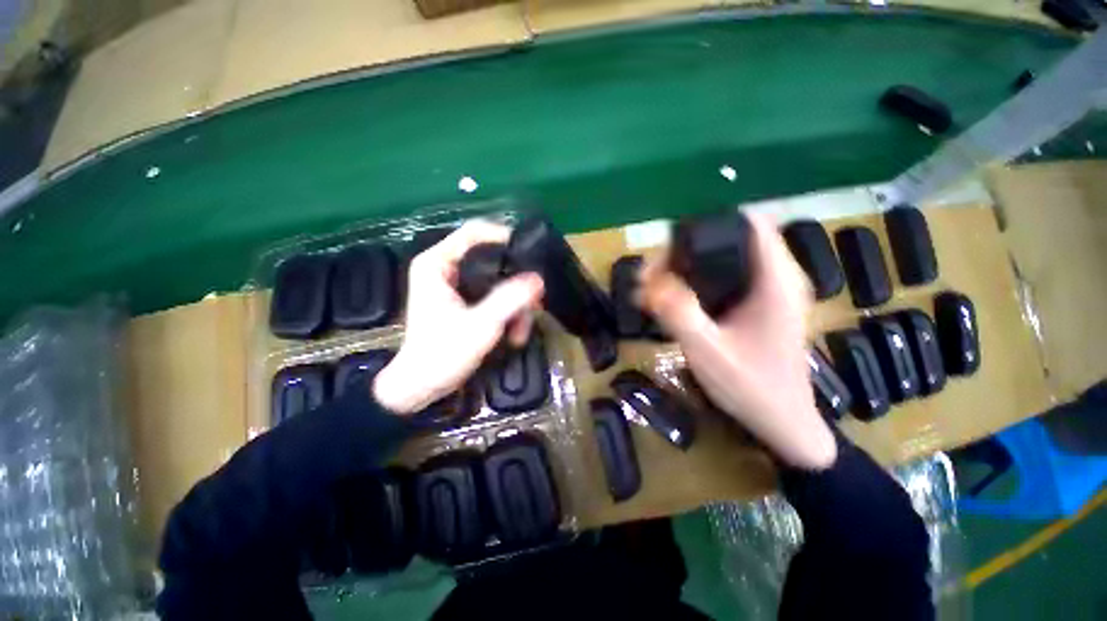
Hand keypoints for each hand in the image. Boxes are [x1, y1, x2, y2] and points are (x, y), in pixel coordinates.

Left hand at [373, 220, 543, 414]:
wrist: (421, 387)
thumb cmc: (442, 354)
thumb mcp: (480, 325)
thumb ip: (509, 300)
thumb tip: (538, 279)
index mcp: (437, 263)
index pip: (474, 232)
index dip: (504, 236)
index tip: (530, 253)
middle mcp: (445, 268)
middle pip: (490, 258)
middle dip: (515, 282)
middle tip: (535, 302)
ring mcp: (455, 286)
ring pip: (496, 281)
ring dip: (514, 304)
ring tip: (522, 331)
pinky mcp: (463, 302)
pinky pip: (493, 296)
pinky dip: (506, 312)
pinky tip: (514, 334)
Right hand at [637, 213, 835, 469]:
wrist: (783, 423)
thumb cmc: (753, 388)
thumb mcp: (709, 351)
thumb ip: (679, 314)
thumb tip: (648, 282)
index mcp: (776, 280)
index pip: (749, 222)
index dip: (709, 221)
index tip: (670, 241)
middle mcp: (777, 277)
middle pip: (729, 239)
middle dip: (685, 249)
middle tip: (650, 275)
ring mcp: (768, 291)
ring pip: (724, 258)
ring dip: (686, 265)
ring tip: (652, 287)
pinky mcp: (758, 305)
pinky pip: (724, 277)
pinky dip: (695, 280)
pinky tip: (671, 298)